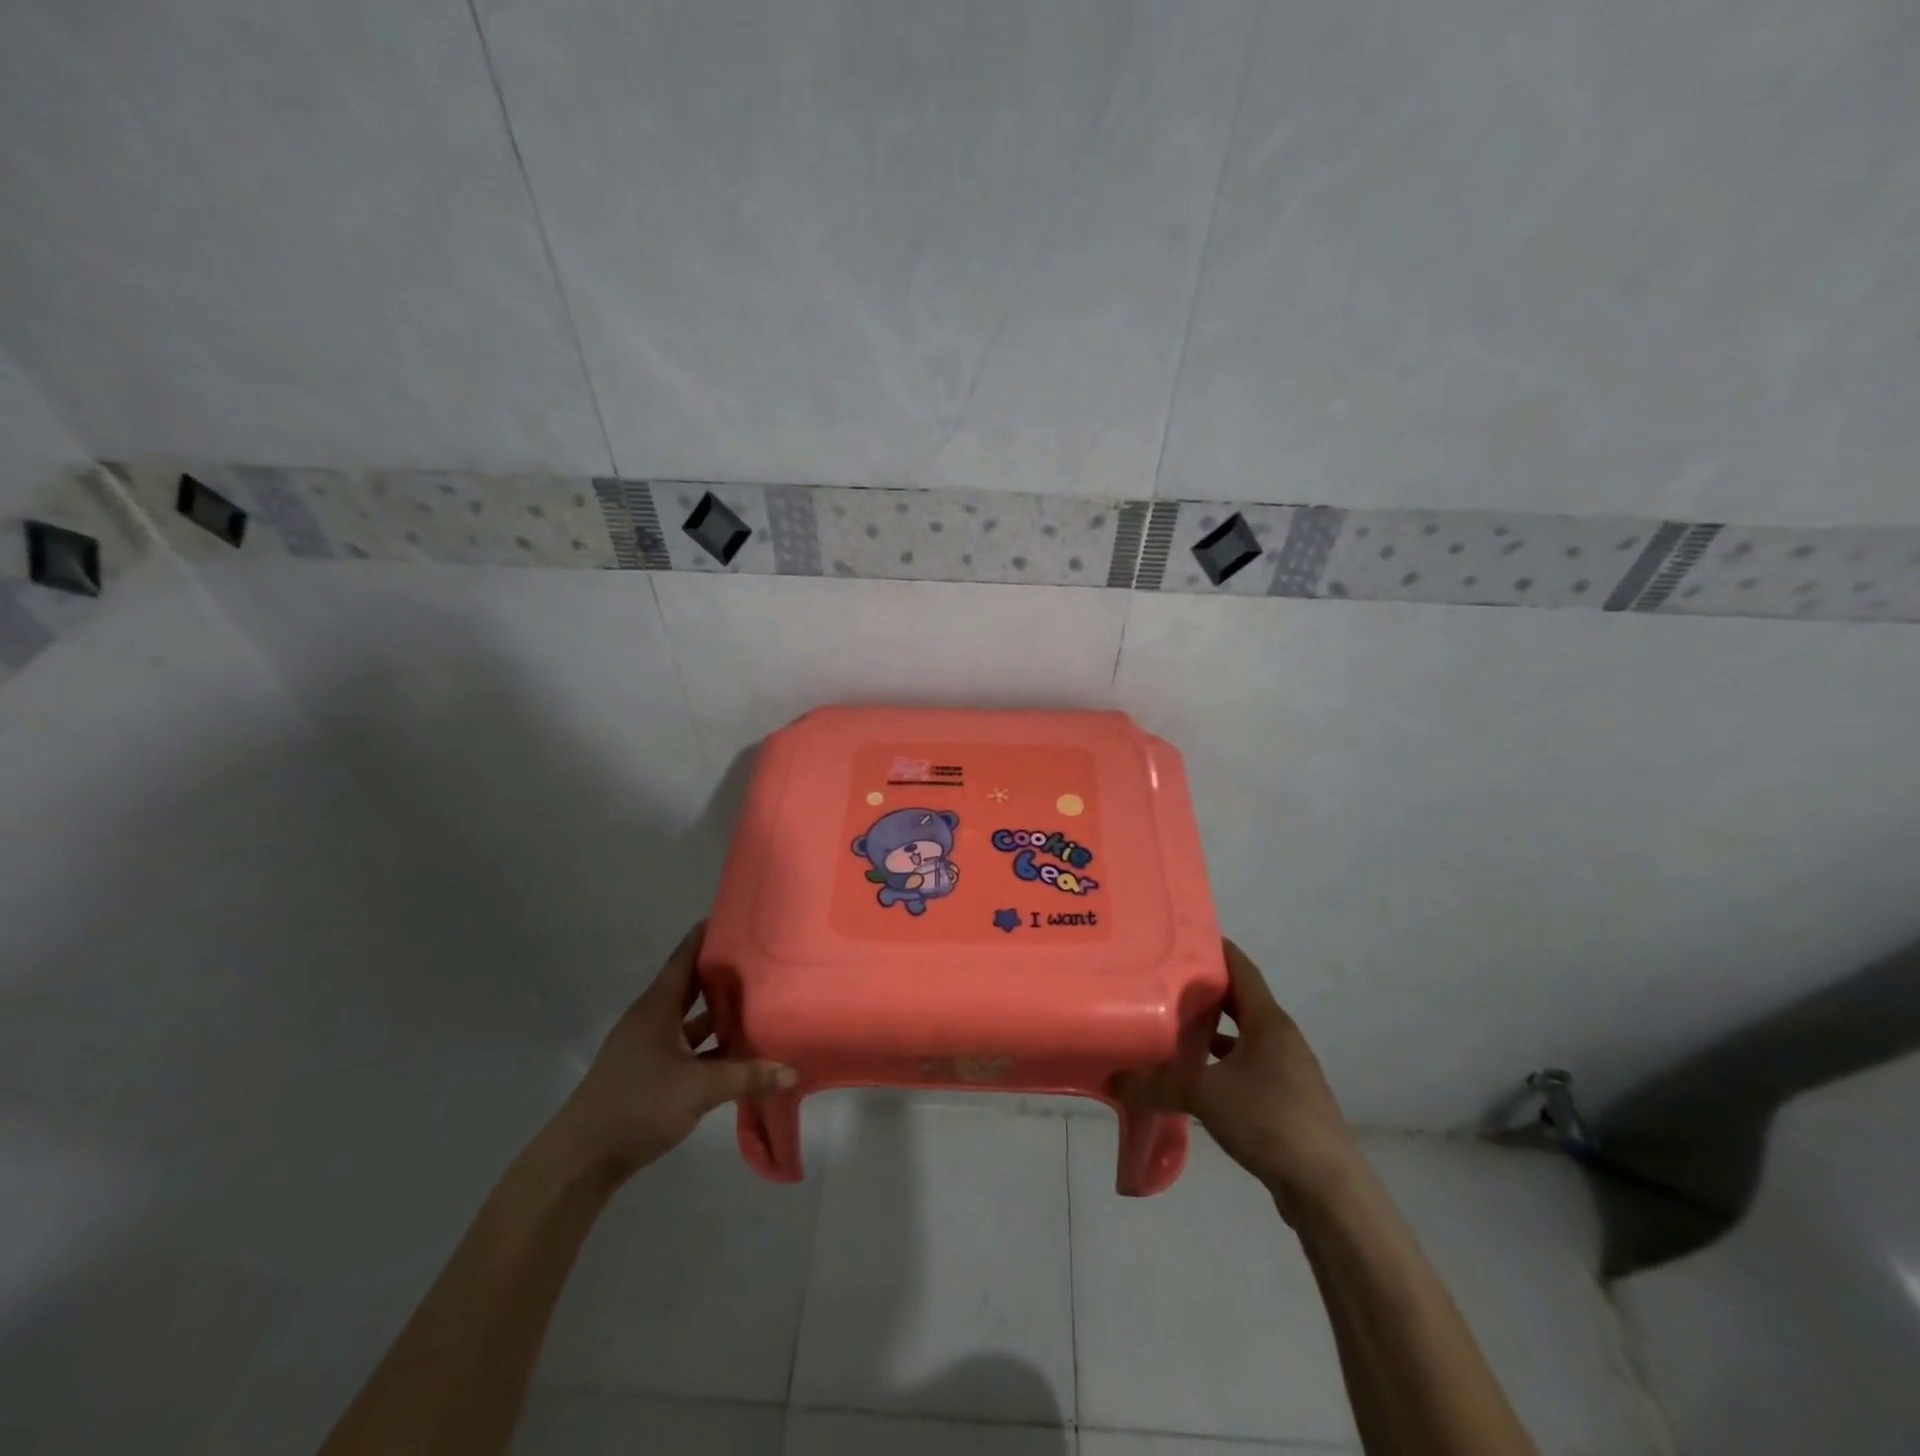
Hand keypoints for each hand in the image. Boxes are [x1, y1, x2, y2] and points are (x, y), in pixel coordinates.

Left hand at [548, 922, 794, 1184]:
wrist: (581, 1160)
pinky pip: (688, 1048)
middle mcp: (652, 1019)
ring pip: (691, 1019)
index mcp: (657, 1007)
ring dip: (719, 1013)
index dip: (708, 935)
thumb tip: (791, 1071)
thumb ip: (747, 1076)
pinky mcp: (649, 1073)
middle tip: (762, 958)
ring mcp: (649, 1047)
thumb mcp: (699, 1089)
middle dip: (723, 973)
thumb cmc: (638, 1105)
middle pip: (692, 985)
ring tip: (759, 1001)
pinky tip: (738, 1053)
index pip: (685, 957)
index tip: (738, 916)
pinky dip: (711, 1047)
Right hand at [1110, 938, 1359, 1221]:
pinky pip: (1246, 1065)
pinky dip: (1221, 1061)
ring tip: (1172, 1021)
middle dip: (1205, 988)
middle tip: (1162, 977)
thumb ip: (1157, 1084)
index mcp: (1268, 1021)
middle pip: (1239, 999)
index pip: (1240, 967)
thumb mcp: (1205, 1096)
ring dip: (1212, 1027)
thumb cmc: (1270, 1121)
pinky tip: (1195, 1073)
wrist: (1328, 1190)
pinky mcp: (1285, 1099)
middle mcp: (1280, 1037)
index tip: (1178, 935)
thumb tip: (1113, 1078)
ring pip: (1243, 1035)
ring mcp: (1286, 1069)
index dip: (1213, 947)